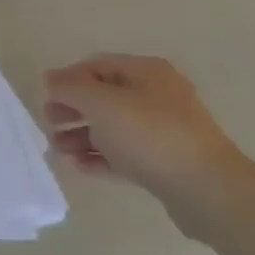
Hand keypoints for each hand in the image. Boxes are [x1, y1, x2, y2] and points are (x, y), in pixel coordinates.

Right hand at [43, 55, 246, 210]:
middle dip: (73, 108)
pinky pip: (124, 153)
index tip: (46, 96)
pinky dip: (100, 157)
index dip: (68, 77)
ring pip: (113, 127)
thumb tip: (51, 79)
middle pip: (104, 96)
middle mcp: (157, 96)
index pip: (98, 64)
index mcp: (147, 72)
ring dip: (82, 135)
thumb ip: (71, 88)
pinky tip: (79, 166)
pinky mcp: (164, 163)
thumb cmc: (151, 135)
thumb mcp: (102, 103)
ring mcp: (163, 131)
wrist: (207, 190)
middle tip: (50, 122)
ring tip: (58, 149)